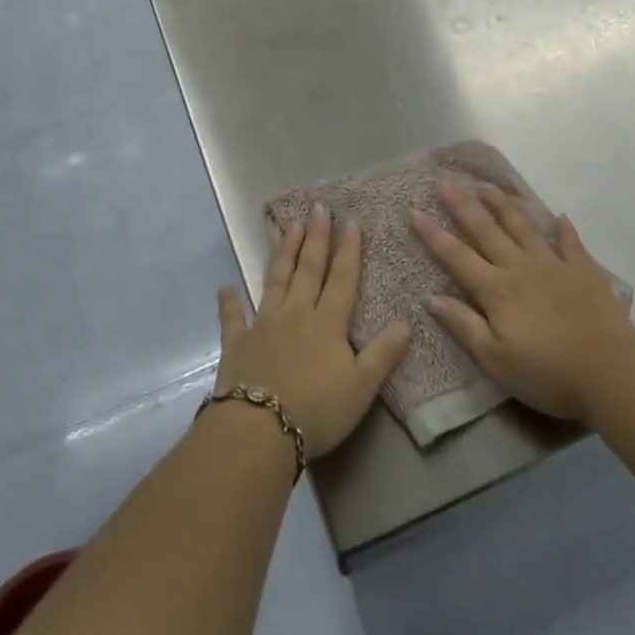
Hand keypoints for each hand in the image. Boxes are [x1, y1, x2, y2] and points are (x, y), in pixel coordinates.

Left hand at [215, 206, 411, 457]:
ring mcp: (263, 323)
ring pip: (276, 279)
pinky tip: (226, 287)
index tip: (350, 220)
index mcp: (327, 322)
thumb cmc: (317, 410)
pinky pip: (233, 317)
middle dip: (315, 237)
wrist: (259, 428)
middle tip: (317, 207)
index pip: (342, 278)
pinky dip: (230, 302)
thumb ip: (384, 353)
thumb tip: (408, 321)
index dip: (348, 249)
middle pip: (308, 269)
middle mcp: (296, 312)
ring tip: (288, 226)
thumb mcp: (362, 386)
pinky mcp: (237, 342)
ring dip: (283, 252)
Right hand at [409, 178, 634, 421]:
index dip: (432, 234)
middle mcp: (520, 267)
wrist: (611, 373)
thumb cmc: (548, 374)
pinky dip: (563, 227)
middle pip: (486, 230)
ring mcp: (553, 264)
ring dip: (503, 204)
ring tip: (487, 185)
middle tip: (445, 180)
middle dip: (462, 204)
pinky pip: (570, 242)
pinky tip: (559, 215)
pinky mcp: (583, 270)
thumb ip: (463, 325)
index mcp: (496, 289)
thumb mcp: (496, 360)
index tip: (413, 210)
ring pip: (523, 226)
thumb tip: (430, 296)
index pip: (456, 256)